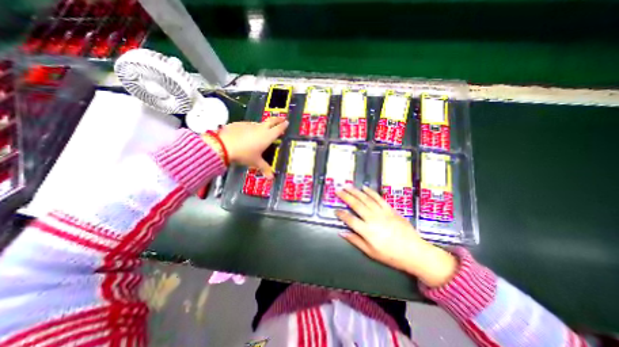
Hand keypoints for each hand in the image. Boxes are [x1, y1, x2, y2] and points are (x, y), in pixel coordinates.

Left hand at [217, 118, 287, 179]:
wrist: (223, 146)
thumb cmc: (244, 154)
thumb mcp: (255, 162)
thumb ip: (265, 168)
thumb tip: (271, 178)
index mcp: (267, 136)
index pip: (278, 128)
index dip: (283, 125)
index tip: (287, 122)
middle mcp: (260, 128)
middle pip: (271, 121)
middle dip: (278, 119)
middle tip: (282, 118)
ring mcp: (249, 125)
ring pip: (259, 123)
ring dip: (263, 125)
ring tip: (263, 130)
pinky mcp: (239, 124)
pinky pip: (248, 126)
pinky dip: (250, 128)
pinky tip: (247, 134)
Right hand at [333, 185, 457, 287]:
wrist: (414, 252)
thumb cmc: (391, 255)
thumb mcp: (371, 252)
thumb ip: (355, 240)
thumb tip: (342, 232)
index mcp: (367, 231)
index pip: (350, 219)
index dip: (341, 214)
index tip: (335, 210)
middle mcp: (373, 219)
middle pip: (356, 205)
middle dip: (345, 196)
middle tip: (338, 190)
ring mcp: (382, 212)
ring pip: (366, 199)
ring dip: (355, 191)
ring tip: (347, 186)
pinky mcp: (390, 209)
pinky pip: (379, 198)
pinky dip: (371, 192)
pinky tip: (364, 188)